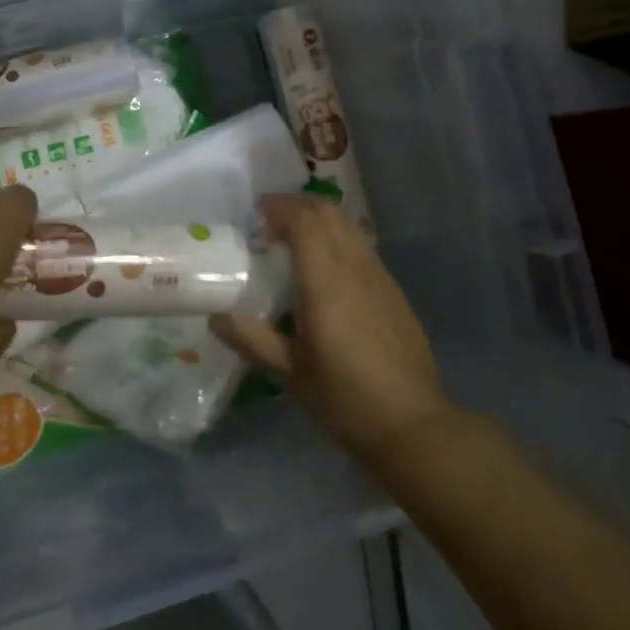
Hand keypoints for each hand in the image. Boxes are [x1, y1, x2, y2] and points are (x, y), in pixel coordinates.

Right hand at [213, 195, 454, 464]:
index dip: (279, 207)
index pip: (304, 220)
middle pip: (328, 211)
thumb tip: (216, 317)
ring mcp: (379, 275)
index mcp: (326, 282)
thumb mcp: (291, 374)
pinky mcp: (393, 289)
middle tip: (271, 222)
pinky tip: (326, 268)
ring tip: (295, 239)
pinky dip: (338, 238)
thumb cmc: (345, 400)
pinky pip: (361, 245)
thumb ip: (253, 339)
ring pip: (348, 225)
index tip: (257, 213)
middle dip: (298, 205)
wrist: (413, 424)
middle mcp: (355, 267)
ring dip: (320, 218)